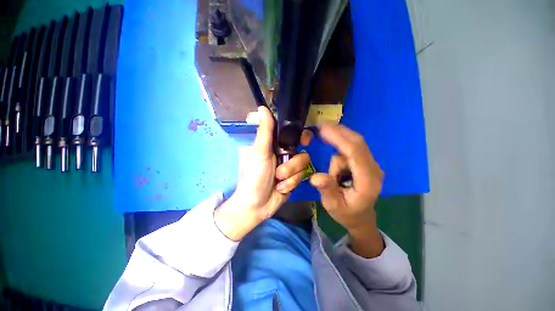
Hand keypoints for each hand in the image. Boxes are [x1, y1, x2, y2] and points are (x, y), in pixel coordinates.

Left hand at [215, 106, 309, 240]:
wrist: (256, 205)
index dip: (301, 136)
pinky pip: (301, 177)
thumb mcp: (259, 152)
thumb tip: (262, 106)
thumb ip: (265, 131)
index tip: (304, 141)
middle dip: (292, 164)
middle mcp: (284, 155)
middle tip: (280, 171)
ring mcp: (290, 168)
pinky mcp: (294, 180)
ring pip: (302, 166)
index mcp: (274, 146)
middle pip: (301, 152)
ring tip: (277, 182)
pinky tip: (280, 189)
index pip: (292, 135)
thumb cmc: (254, 177)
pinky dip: (290, 184)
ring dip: (289, 176)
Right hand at [310, 125, 384, 257]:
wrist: (361, 217)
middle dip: (339, 132)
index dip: (339, 139)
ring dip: (337, 147)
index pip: (355, 153)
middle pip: (358, 143)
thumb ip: (327, 190)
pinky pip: (352, 149)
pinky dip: (341, 148)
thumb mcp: (333, 206)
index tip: (323, 129)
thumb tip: (315, 177)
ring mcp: (371, 165)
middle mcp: (373, 169)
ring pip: (354, 144)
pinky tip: (335, 163)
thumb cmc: (347, 213)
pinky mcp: (366, 163)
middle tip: (321, 125)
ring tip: (330, 164)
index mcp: (367, 181)